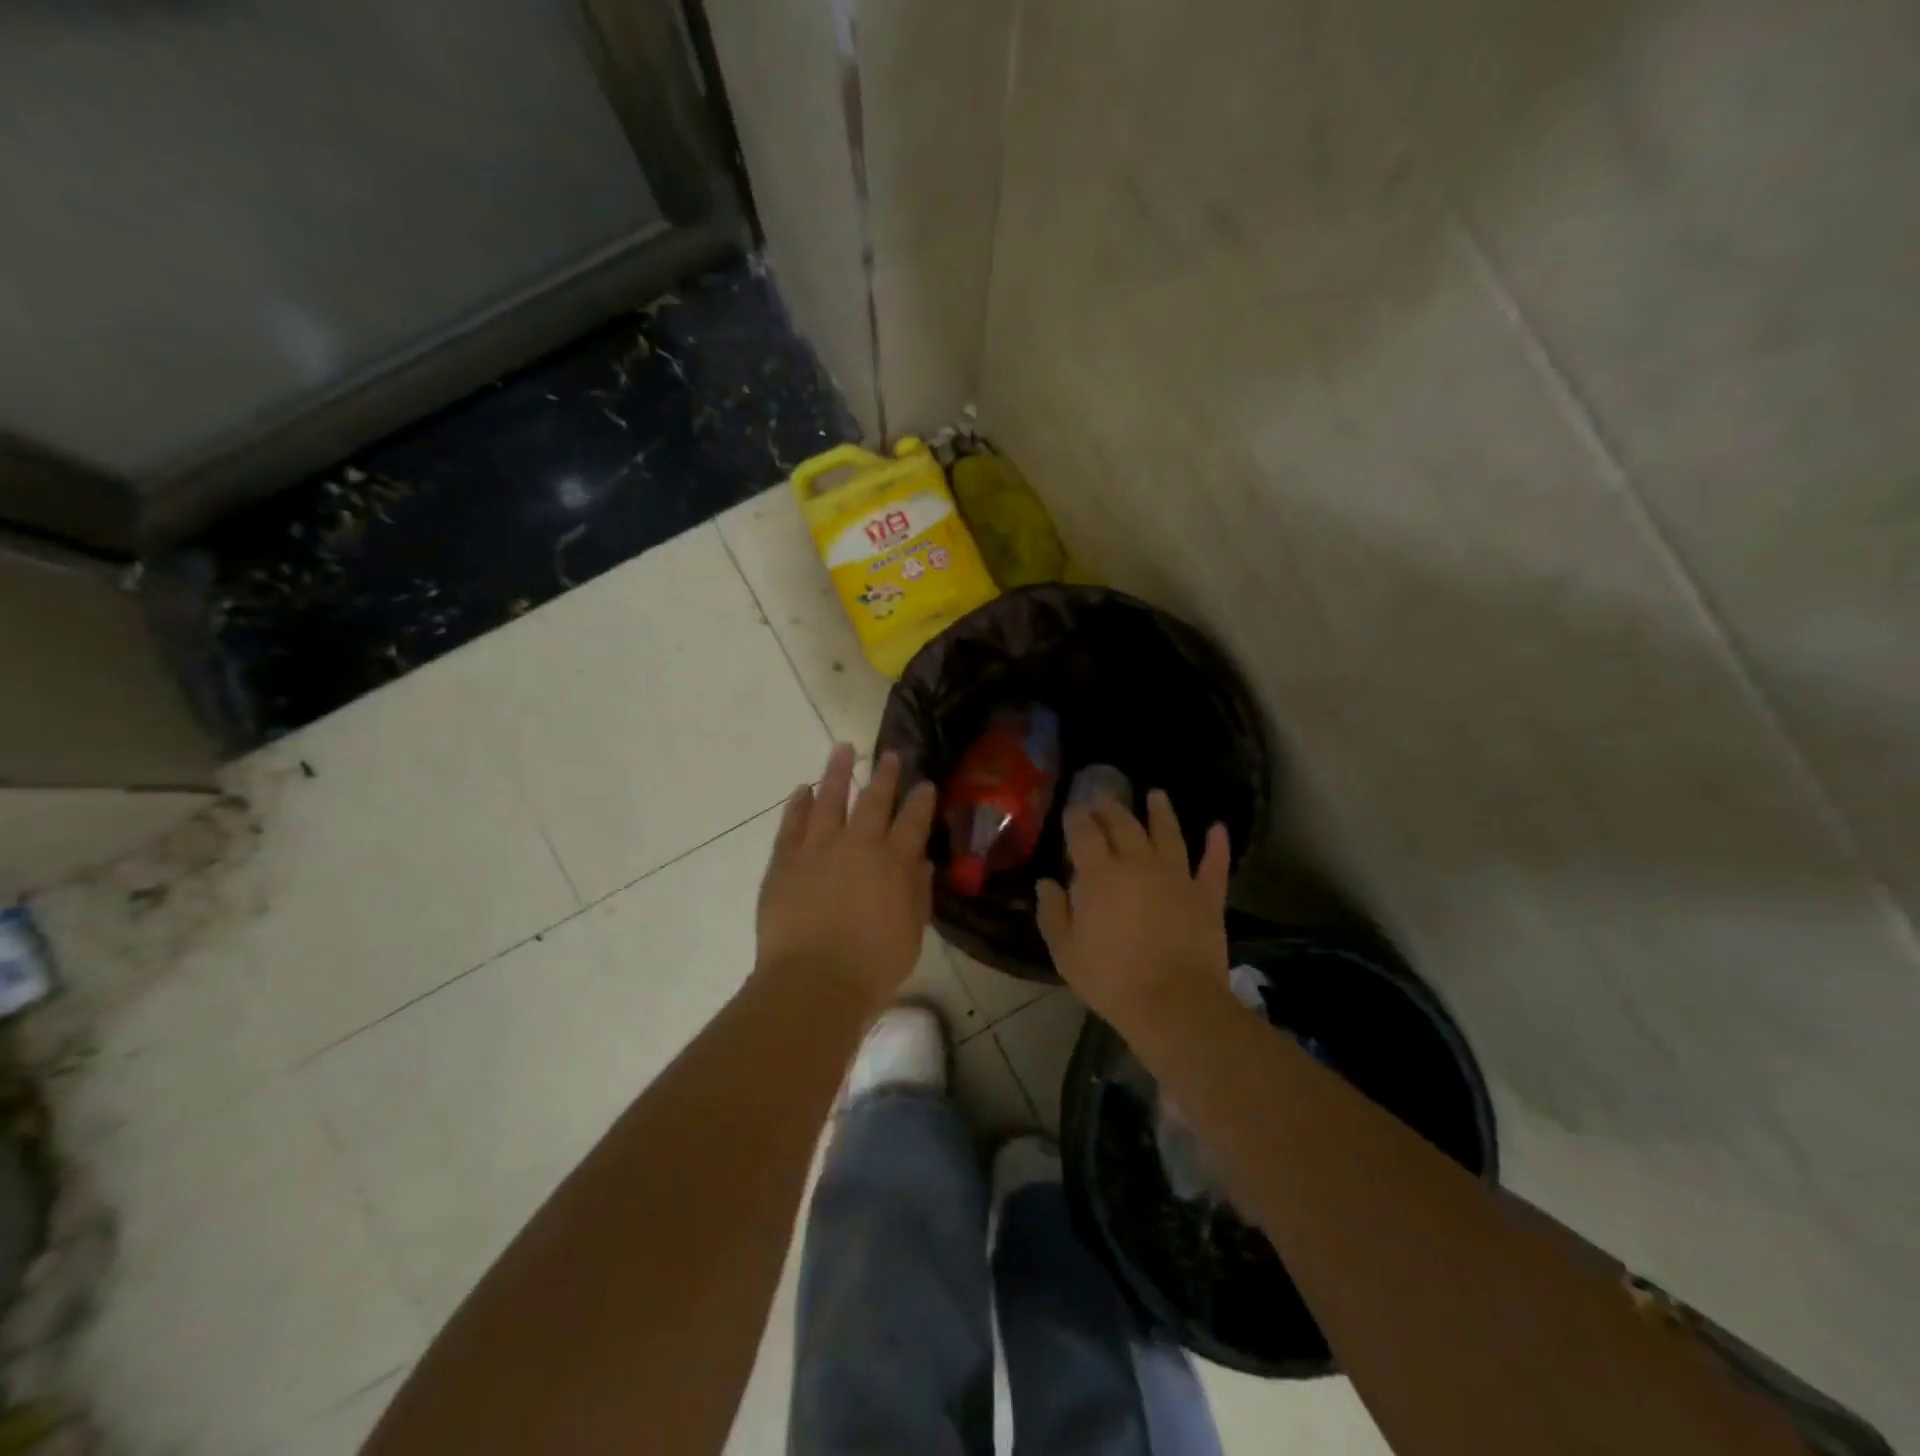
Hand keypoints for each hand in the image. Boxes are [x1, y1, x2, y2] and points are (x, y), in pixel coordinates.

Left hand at [757, 745, 936, 1011]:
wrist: (813, 982)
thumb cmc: (873, 966)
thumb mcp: (912, 933)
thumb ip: (918, 893)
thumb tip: (922, 862)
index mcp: (894, 863)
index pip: (913, 822)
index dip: (920, 800)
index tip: (924, 783)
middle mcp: (858, 846)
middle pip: (873, 801)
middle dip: (884, 775)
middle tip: (889, 754)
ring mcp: (818, 850)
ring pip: (829, 800)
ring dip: (837, 773)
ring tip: (842, 748)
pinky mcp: (785, 862)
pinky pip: (791, 824)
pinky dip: (797, 804)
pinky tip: (802, 788)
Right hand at [1036, 790, 1231, 1028]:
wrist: (1174, 1003)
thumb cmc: (1111, 979)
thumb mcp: (1066, 951)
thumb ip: (1053, 912)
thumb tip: (1047, 883)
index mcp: (1101, 874)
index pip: (1084, 833)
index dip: (1076, 817)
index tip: (1072, 809)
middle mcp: (1139, 864)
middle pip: (1124, 824)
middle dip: (1111, 807)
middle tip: (1103, 796)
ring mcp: (1177, 877)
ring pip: (1169, 833)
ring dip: (1161, 811)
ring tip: (1156, 794)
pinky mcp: (1207, 896)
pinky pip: (1213, 865)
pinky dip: (1217, 845)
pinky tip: (1217, 828)